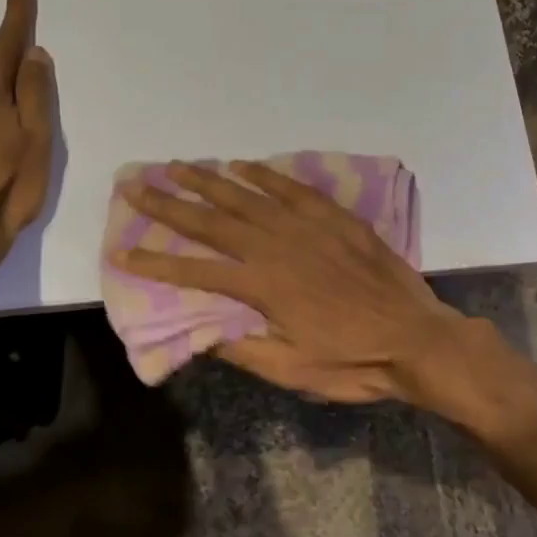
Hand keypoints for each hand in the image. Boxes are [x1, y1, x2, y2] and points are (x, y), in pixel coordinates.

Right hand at [111, 161, 467, 405]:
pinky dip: (264, 174)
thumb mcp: (292, 371)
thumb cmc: (353, 362)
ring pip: (247, 196)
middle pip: (212, 221)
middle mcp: (277, 247)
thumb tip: (200, 333)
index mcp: (262, 287)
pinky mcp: (333, 217)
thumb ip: (243, 350)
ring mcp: (306, 227)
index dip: (154, 264)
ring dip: (207, 181)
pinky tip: (241, 165)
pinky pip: (291, 188)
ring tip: (176, 167)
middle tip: (134, 185)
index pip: (195, 272)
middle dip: (168, 205)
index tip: (120, 250)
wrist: (415, 338)